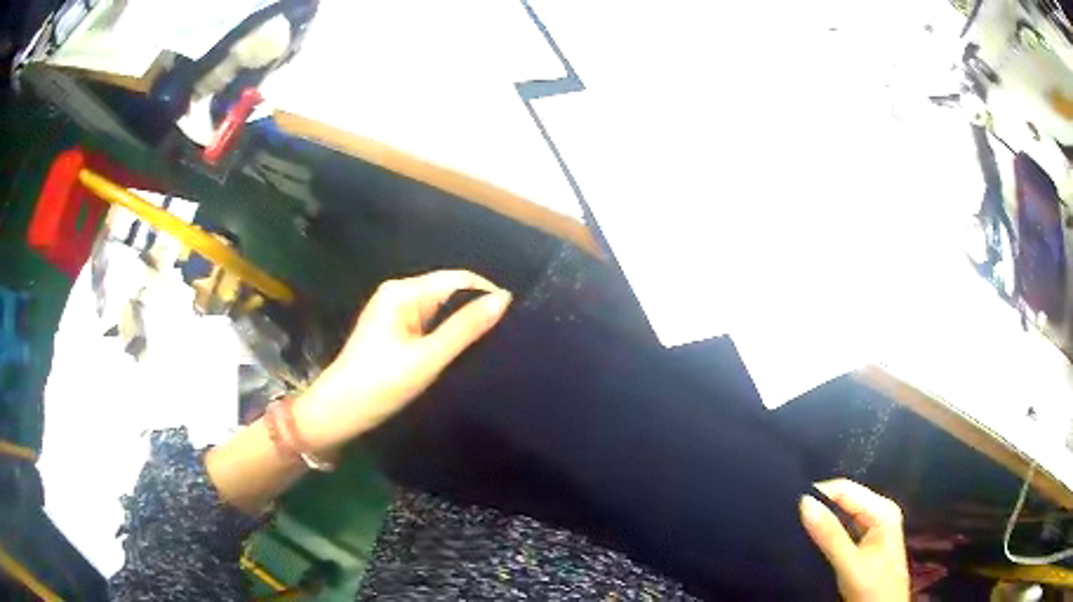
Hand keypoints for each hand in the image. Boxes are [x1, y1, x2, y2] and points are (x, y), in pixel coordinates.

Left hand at [295, 270, 511, 454]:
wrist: (338, 413)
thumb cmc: (380, 384)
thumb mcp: (427, 358)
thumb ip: (465, 328)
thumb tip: (504, 299)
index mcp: (403, 291)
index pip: (458, 279)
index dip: (488, 294)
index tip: (517, 320)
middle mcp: (399, 294)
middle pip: (449, 293)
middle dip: (476, 310)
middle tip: (509, 337)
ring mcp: (395, 314)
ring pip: (440, 311)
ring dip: (463, 325)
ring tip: (493, 345)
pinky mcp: (394, 332)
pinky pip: (429, 325)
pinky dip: (447, 336)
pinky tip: (464, 352)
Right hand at [799, 479, 909, 601]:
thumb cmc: (873, 588)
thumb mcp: (850, 563)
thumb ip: (829, 535)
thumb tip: (803, 502)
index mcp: (882, 510)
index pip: (846, 489)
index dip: (818, 494)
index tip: (788, 506)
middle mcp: (880, 513)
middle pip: (845, 501)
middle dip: (819, 508)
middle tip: (788, 518)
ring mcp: (874, 529)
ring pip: (843, 516)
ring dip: (822, 522)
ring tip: (795, 528)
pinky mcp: (866, 545)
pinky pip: (843, 531)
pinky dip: (827, 534)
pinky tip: (811, 542)